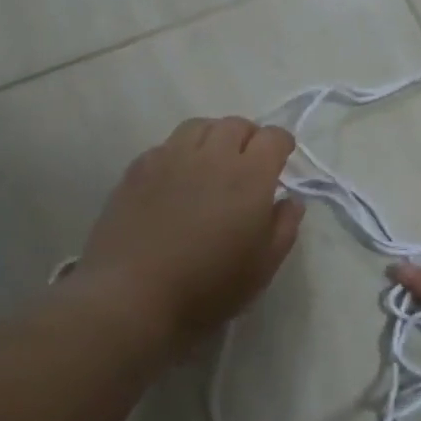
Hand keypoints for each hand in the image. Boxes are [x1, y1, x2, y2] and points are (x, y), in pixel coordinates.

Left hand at [76, 117, 304, 343]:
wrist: (130, 297)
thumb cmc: (207, 287)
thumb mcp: (262, 268)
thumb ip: (284, 227)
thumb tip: (290, 201)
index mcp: (249, 177)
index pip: (273, 137)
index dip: (282, 144)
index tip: (281, 160)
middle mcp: (212, 156)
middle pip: (236, 124)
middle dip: (249, 137)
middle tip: (248, 163)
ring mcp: (170, 158)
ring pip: (199, 126)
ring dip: (214, 137)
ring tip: (213, 162)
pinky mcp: (138, 169)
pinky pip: (167, 145)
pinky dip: (181, 152)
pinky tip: (177, 179)